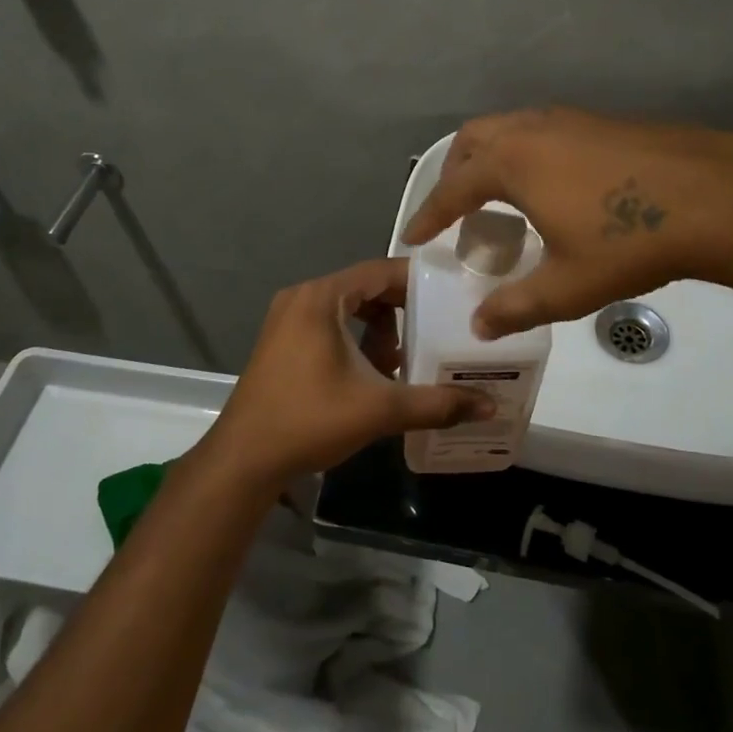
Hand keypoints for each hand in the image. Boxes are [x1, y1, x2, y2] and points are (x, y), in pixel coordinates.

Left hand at [204, 258, 490, 487]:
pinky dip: (354, 339)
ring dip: (378, 329)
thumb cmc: (309, 421)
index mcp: (321, 298)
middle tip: (434, 332)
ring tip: (400, 362)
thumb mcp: (378, 409)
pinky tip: (370, 375)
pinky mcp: (281, 342)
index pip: (380, 270)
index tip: (452, 297)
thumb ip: (436, 403)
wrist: (243, 460)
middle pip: (364, 288)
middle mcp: (302, 298)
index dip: (418, 282)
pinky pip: (329, 325)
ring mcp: (286, 319)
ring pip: (347, 309)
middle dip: (401, 311)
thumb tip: (489, 406)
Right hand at [402, 107, 732, 338]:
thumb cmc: (630, 240)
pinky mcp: (603, 122)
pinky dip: (525, 152)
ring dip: (491, 157)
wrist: (717, 197)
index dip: (428, 215)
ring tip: (498, 195)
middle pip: (474, 140)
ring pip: (510, 128)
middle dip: (455, 173)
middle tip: (454, 209)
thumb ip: (516, 306)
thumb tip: (479, 326)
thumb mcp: (567, 285)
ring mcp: (571, 120)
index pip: (452, 189)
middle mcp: (533, 130)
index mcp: (512, 163)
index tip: (411, 236)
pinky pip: (543, 130)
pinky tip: (550, 185)